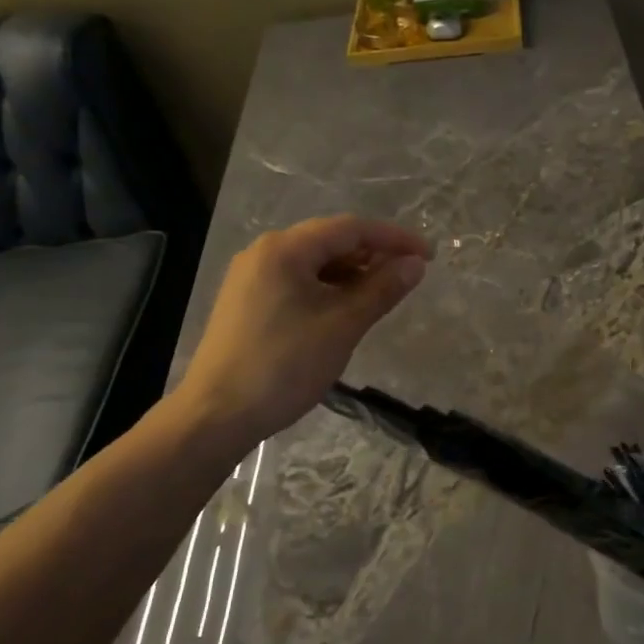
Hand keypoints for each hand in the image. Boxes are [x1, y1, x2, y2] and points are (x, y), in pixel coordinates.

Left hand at [172, 216, 429, 451]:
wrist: (216, 415)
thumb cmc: (284, 366)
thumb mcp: (342, 326)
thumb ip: (381, 289)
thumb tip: (415, 264)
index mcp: (285, 249)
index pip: (350, 228)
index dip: (393, 238)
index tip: (427, 255)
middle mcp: (264, 253)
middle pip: (329, 241)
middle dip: (372, 255)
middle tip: (408, 276)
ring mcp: (251, 278)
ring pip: (313, 263)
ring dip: (351, 274)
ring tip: (381, 295)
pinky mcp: (247, 303)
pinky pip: (296, 282)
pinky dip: (327, 289)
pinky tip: (344, 310)